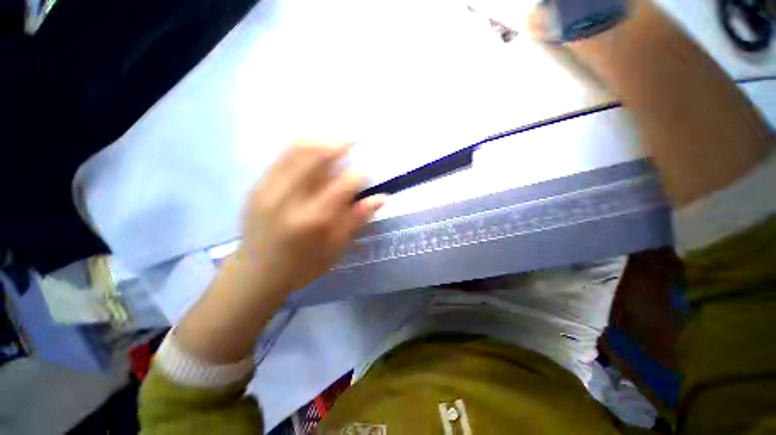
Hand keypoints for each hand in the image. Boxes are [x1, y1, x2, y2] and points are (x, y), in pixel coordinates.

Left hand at [239, 140, 385, 291]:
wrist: (254, 274)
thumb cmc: (301, 267)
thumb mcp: (335, 249)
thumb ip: (356, 220)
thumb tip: (381, 198)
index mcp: (312, 220)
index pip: (343, 185)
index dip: (360, 174)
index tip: (368, 172)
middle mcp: (288, 199)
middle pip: (316, 156)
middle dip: (339, 144)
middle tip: (353, 141)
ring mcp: (268, 189)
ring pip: (296, 150)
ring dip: (320, 140)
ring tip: (335, 141)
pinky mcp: (257, 186)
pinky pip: (281, 156)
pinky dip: (301, 147)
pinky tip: (313, 150)